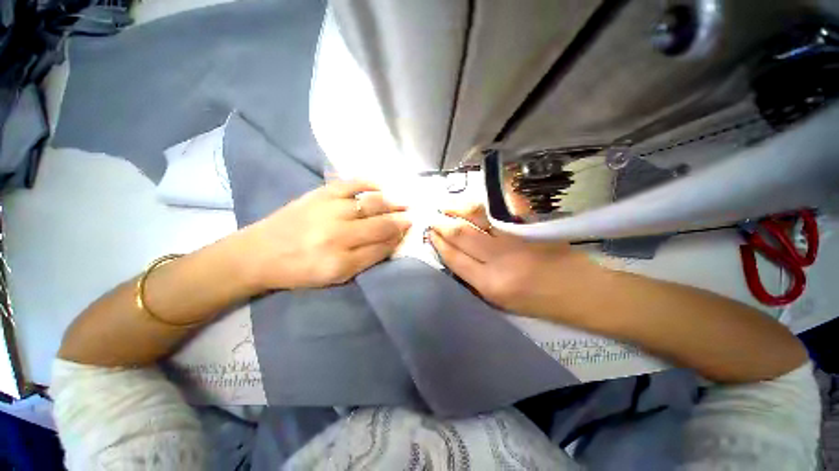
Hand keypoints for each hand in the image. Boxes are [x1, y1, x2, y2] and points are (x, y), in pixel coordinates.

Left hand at [237, 180, 410, 289]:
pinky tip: (381, 185)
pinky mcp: (320, 194)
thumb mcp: (335, 276)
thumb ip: (367, 259)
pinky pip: (351, 184)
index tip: (408, 232)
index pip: (382, 246)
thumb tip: (391, 242)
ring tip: (403, 202)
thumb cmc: (299, 270)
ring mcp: (330, 209)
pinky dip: (369, 183)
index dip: (398, 238)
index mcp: (342, 259)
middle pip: (381, 224)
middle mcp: (339, 233)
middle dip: (400, 220)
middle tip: (412, 216)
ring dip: (392, 202)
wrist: (259, 252)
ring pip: (371, 203)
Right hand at [429, 205, 600, 319]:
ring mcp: (516, 239)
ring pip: (478, 216)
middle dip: (442, 222)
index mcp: (489, 284)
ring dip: (458, 207)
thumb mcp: (500, 302)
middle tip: (432, 215)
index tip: (429, 232)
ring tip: (446, 204)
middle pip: (461, 234)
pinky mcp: (532, 226)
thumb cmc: (538, 303)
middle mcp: (499, 260)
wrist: (582, 294)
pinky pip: (507, 205)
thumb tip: (454, 255)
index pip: (454, 258)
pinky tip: (477, 192)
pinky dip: (491, 195)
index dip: (438, 243)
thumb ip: (475, 279)